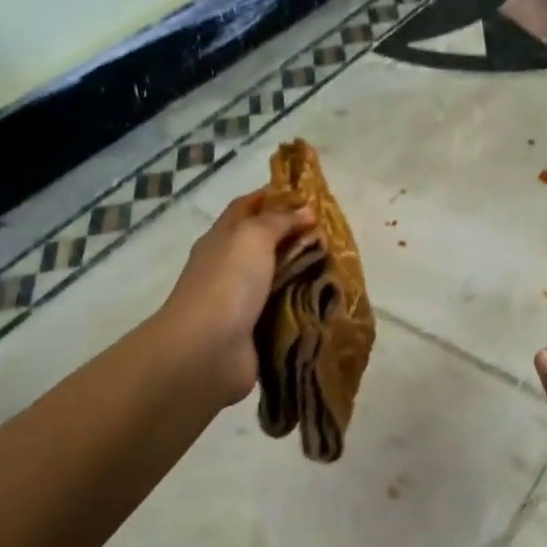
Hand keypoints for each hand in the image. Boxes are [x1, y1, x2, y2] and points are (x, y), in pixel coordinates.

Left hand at [161, 190, 313, 406]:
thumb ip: (279, 221)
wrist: (207, 350)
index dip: (273, 196)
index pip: (246, 207)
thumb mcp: (253, 236)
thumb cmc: (228, 283)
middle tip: (332, 234)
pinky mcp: (255, 331)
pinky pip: (284, 311)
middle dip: (295, 236)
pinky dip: (303, 306)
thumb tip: (305, 212)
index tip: (307, 195)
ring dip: (303, 273)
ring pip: (277, 278)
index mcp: (221, 239)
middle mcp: (228, 267)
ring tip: (339, 268)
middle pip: (264, 243)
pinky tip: (328, 302)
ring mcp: (240, 301)